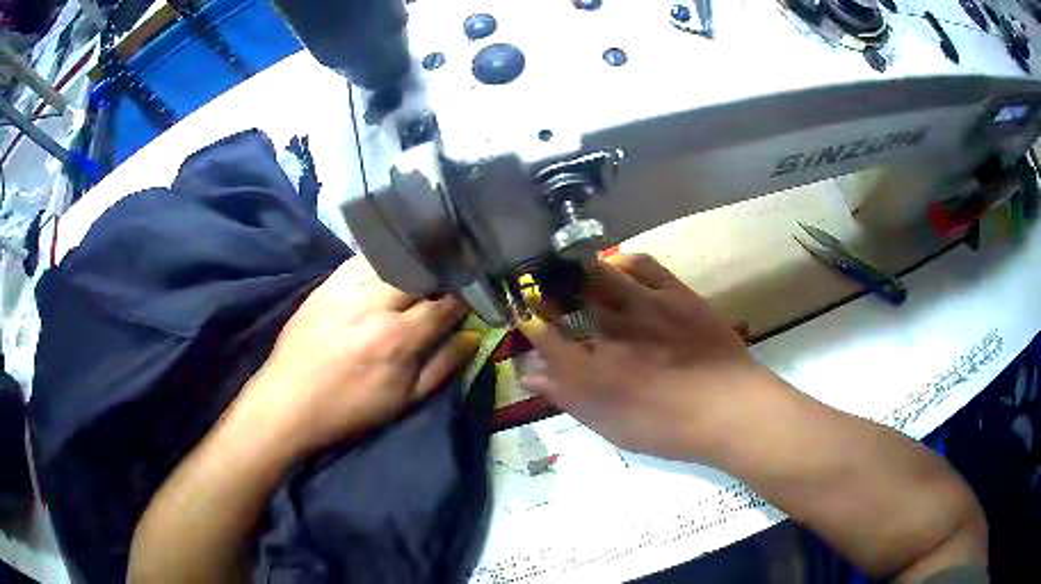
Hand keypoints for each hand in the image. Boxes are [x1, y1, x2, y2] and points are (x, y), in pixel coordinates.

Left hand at [242, 257, 477, 453]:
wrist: (289, 402)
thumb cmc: (350, 409)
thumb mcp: (404, 401)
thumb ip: (442, 367)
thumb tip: (472, 336)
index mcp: (398, 339)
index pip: (444, 303)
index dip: (464, 295)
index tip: (473, 292)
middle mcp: (375, 305)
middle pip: (419, 272)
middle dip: (440, 271)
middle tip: (450, 274)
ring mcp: (347, 290)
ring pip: (391, 259)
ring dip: (412, 260)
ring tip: (422, 264)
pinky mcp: (326, 284)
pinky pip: (360, 259)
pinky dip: (380, 258)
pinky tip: (387, 263)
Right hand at [518, 254, 777, 460]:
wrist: (731, 408)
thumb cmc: (669, 427)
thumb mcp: (612, 425)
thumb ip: (569, 398)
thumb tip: (530, 375)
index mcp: (594, 371)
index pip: (547, 338)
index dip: (529, 323)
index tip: (521, 315)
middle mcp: (613, 331)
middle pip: (568, 300)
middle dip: (548, 291)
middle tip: (543, 290)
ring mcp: (645, 306)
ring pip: (599, 275)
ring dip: (578, 271)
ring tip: (571, 271)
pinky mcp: (675, 294)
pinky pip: (643, 264)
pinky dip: (623, 260)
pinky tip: (616, 265)